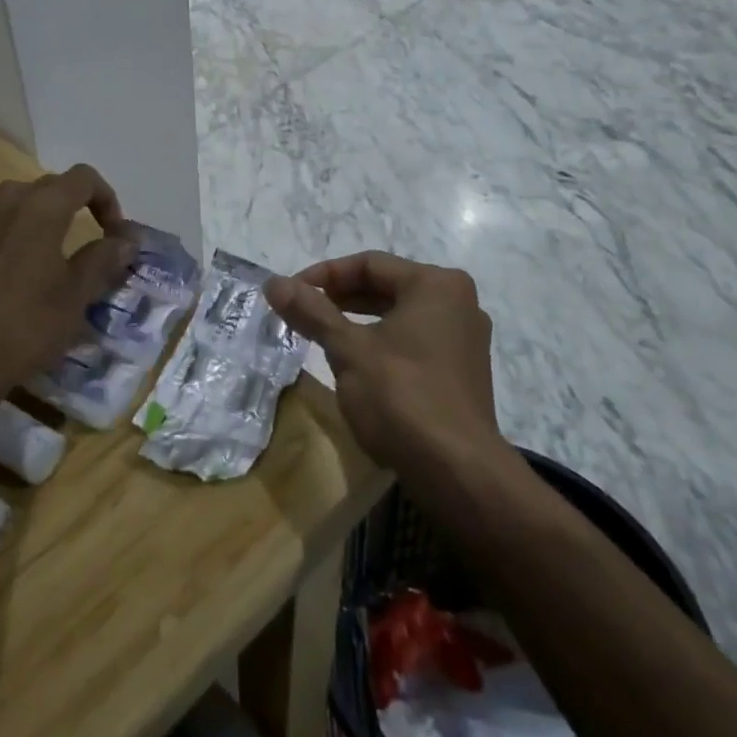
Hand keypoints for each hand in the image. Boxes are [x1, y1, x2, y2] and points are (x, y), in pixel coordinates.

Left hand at [0, 166, 134, 395]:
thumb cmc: (29, 325)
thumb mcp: (77, 295)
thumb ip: (103, 259)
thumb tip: (126, 240)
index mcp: (43, 208)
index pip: (83, 178)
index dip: (106, 198)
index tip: (115, 233)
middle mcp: (8, 201)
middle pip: (50, 185)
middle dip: (75, 205)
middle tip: (89, 241)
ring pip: (14, 198)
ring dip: (37, 212)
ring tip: (47, 245)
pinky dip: (0, 225)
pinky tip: (3, 248)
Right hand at [266, 253, 504, 474]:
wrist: (457, 472)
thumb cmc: (402, 396)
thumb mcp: (348, 349)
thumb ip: (311, 311)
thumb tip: (272, 282)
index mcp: (436, 285)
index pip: (369, 264)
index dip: (324, 275)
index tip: (290, 293)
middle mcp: (458, 303)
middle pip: (386, 286)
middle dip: (340, 298)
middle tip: (302, 312)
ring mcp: (464, 340)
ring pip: (398, 316)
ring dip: (357, 321)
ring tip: (320, 335)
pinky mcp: (461, 373)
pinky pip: (412, 341)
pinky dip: (380, 343)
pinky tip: (354, 363)